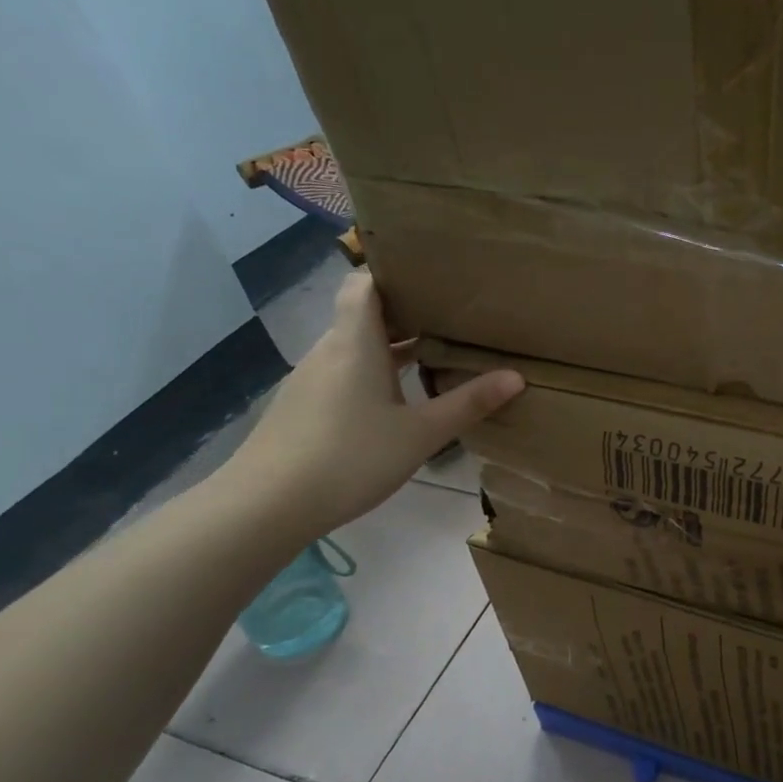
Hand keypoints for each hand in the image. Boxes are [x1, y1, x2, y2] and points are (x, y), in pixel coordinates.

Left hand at [224, 271, 522, 538]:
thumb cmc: (351, 457)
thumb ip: (468, 404)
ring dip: (388, 348)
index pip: (364, 284)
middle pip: (363, 315)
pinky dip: (370, 373)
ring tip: (432, 357)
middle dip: (405, 314)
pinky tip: (394, 403)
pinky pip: (342, 373)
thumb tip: (517, 376)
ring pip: (353, 347)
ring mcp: (310, 379)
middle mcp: (329, 350)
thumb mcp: (421, 434)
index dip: (393, 275)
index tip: (431, 281)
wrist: (266, 505)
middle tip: (450, 320)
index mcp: (356, 343)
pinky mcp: (302, 406)